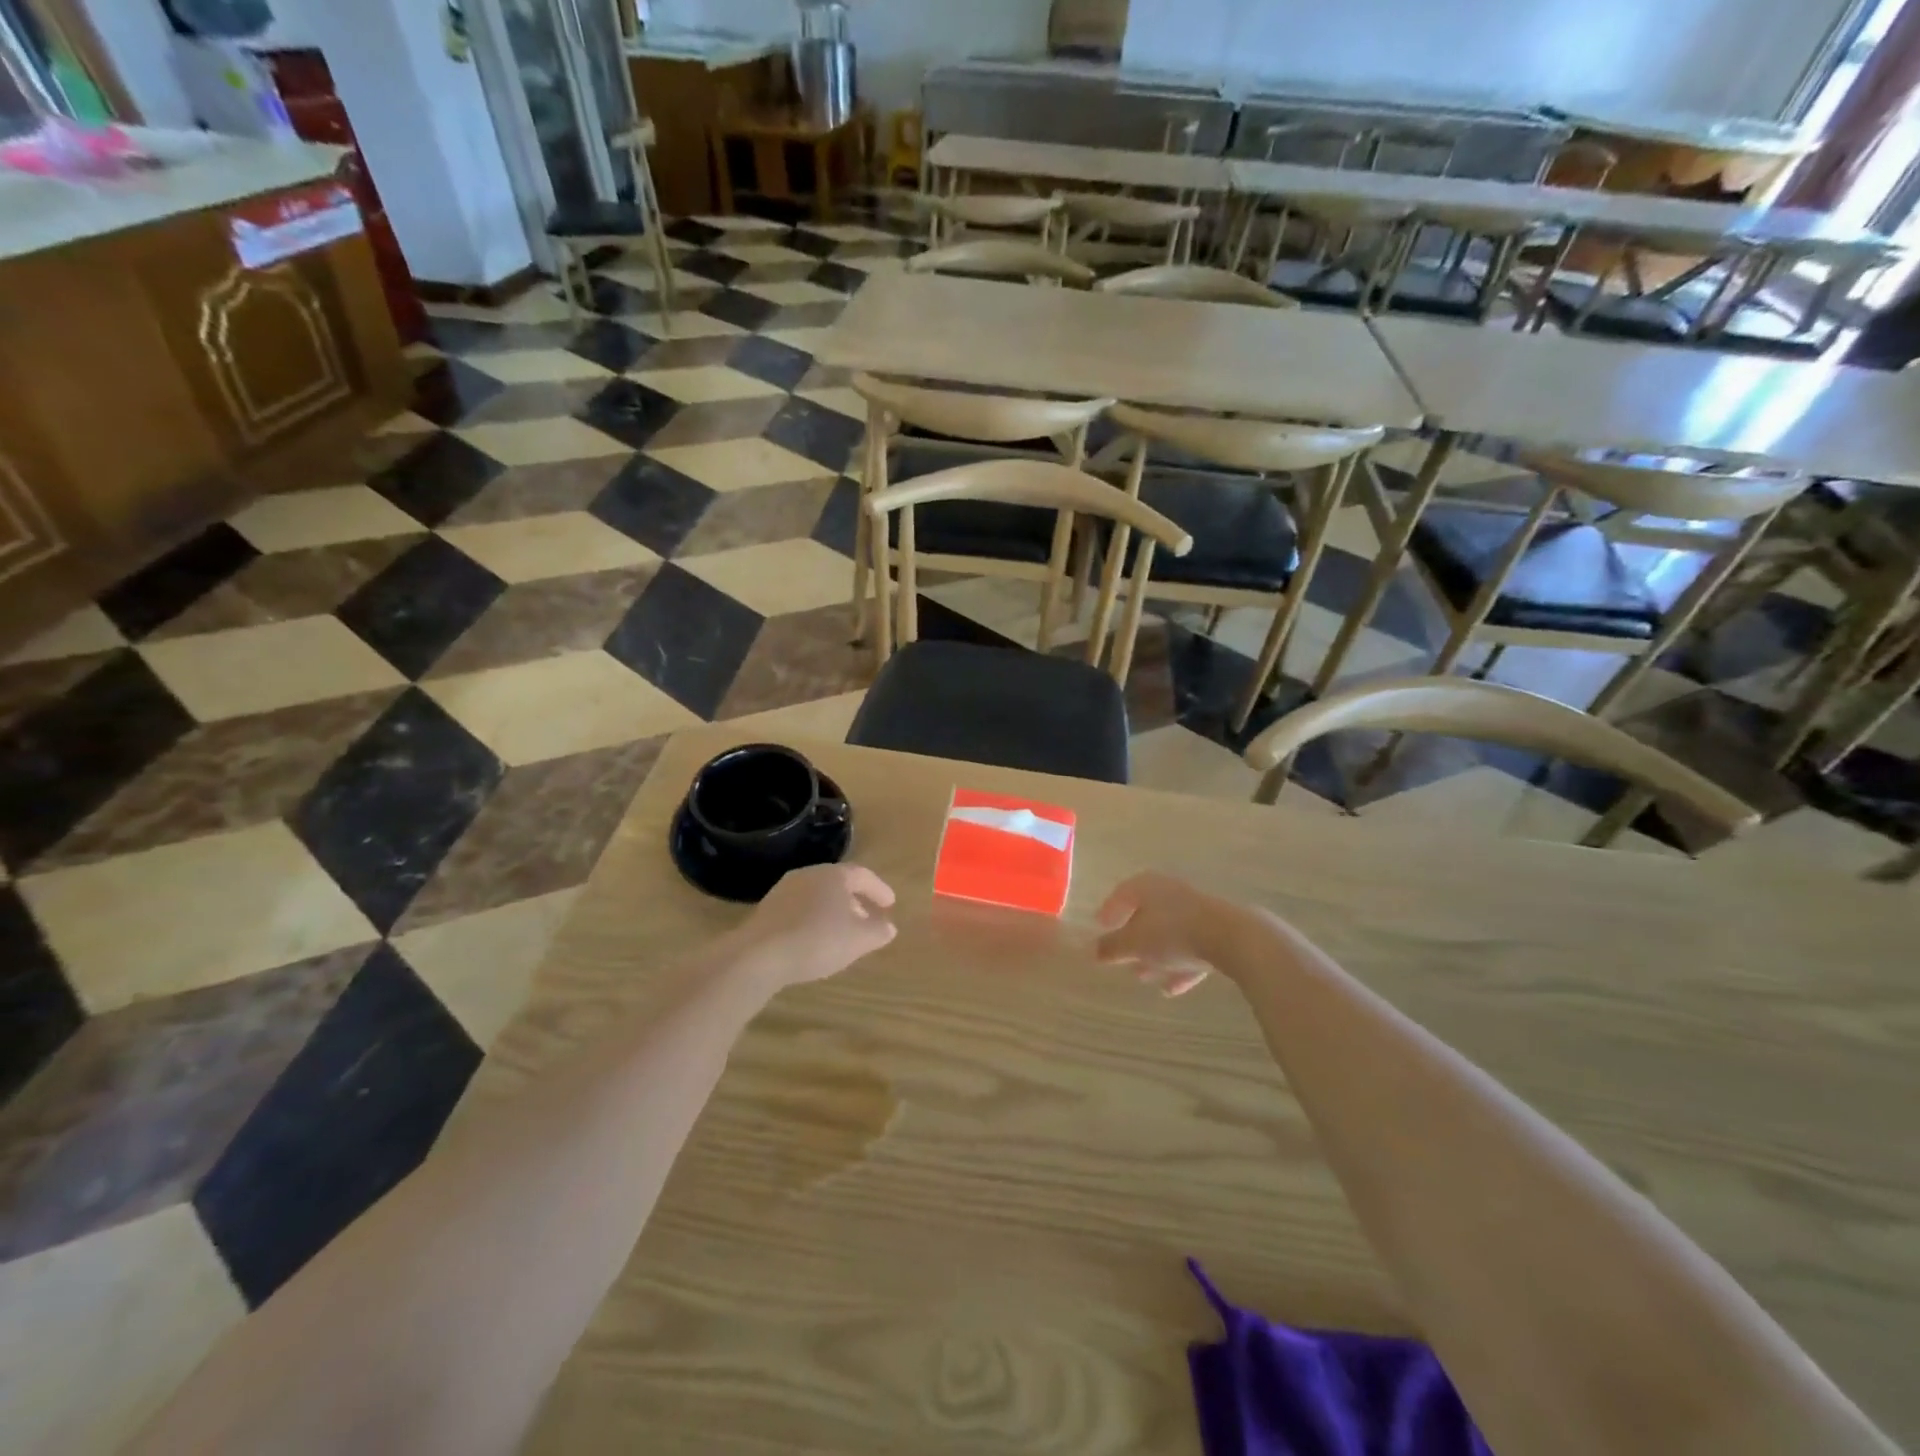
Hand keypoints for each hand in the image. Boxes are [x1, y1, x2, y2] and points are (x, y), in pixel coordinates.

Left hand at [731, 864, 897, 988]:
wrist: (760, 954)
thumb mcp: (859, 939)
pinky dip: (813, 920)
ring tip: (843, 932)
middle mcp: (809, 875)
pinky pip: (799, 910)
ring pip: (817, 896)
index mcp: (834, 875)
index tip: (890, 904)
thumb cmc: (818, 940)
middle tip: (868, 918)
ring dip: (833, 911)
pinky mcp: (767, 910)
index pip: (863, 875)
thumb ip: (878, 931)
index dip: (879, 889)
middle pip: (838, 884)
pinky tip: (815, 940)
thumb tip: (888, 927)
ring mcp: (784, 891)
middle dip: (856, 900)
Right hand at [1095, 872, 1223, 997]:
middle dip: (1133, 937)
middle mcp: (1171, 892)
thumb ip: (1112, 947)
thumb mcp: (1134, 943)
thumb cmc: (1172, 933)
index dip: (1110, 909)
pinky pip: (1191, 947)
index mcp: (1148, 886)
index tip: (1100, 926)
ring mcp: (1197, 910)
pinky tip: (1172, 988)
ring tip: (1142, 976)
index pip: (1122, 893)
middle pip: (1147, 914)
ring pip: (1169, 933)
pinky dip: (1179, 965)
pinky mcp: (1217, 930)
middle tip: (1121, 956)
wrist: (1231, 938)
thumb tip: (1094, 951)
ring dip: (1155, 955)